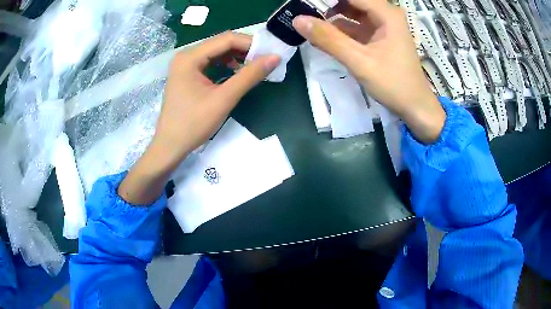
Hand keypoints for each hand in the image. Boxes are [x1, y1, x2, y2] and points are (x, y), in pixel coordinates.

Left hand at [118, 32, 280, 204]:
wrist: (170, 146)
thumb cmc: (193, 124)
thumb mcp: (223, 99)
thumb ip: (249, 76)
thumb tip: (275, 58)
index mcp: (190, 57)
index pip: (226, 39)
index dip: (251, 44)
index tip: (271, 53)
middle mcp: (186, 55)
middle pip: (221, 44)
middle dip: (245, 50)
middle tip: (266, 60)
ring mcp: (186, 65)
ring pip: (217, 53)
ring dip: (237, 58)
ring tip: (256, 67)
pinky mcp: (187, 74)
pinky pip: (211, 63)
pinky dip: (227, 66)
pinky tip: (238, 73)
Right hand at [293, 0, 444, 142]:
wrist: (415, 108)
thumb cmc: (394, 84)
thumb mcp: (360, 61)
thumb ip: (329, 39)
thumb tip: (298, 20)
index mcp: (386, 14)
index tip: (303, 3)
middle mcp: (385, 14)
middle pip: (351, 2)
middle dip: (327, 6)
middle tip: (303, 12)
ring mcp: (382, 26)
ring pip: (351, 13)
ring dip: (330, 17)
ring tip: (308, 24)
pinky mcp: (378, 37)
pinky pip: (354, 26)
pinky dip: (339, 30)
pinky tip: (322, 37)